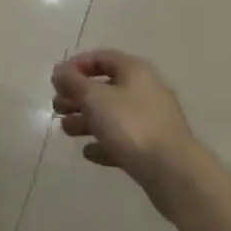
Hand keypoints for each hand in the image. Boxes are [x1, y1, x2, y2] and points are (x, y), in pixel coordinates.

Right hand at [51, 50, 205, 209]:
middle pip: (105, 87)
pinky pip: (123, 139)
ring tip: (66, 130)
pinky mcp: (153, 148)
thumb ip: (73, 82)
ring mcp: (151, 120)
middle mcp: (145, 90)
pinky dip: (104, 143)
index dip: (77, 65)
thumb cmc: (131, 125)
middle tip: (58, 107)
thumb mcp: (94, 98)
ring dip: (87, 120)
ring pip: (112, 114)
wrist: (174, 172)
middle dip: (78, 96)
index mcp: (134, 71)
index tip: (57, 80)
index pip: (101, 58)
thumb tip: (60, 71)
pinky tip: (89, 152)